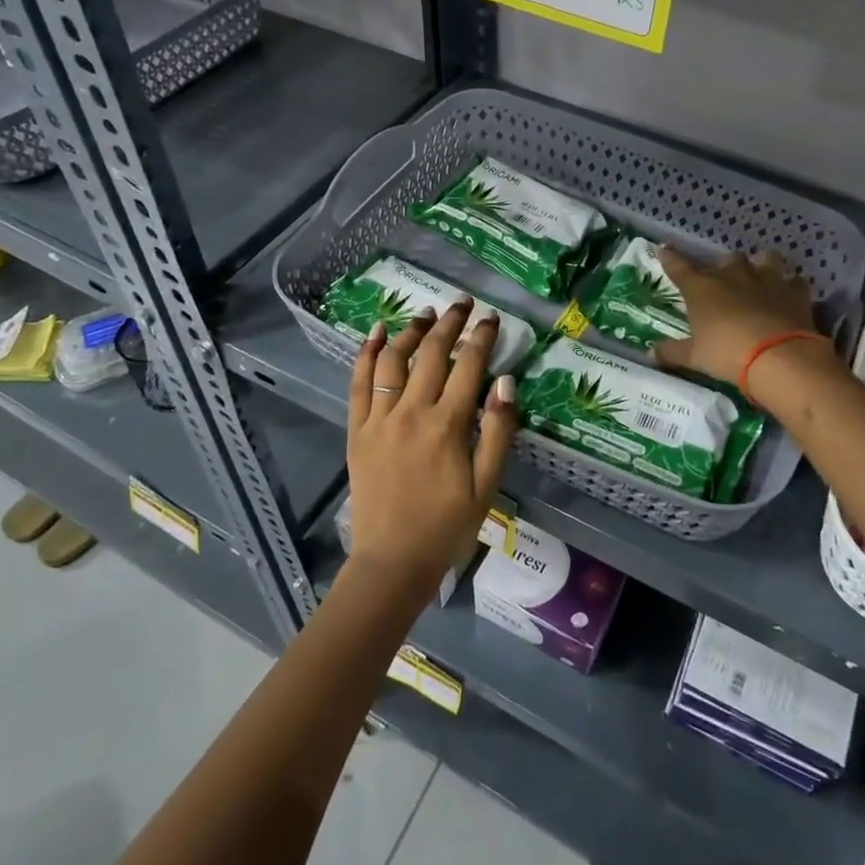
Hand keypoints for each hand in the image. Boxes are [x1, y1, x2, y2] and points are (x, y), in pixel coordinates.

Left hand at [345, 299, 518, 603]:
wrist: (392, 561)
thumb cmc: (447, 526)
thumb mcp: (487, 485)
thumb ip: (497, 431)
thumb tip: (505, 381)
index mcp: (447, 426)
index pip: (468, 366)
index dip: (481, 337)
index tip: (491, 317)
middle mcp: (412, 413)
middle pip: (432, 354)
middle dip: (450, 323)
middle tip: (462, 303)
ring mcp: (380, 419)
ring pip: (394, 361)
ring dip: (411, 331)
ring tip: (426, 313)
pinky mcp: (358, 430)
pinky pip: (359, 383)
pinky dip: (367, 354)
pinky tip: (376, 332)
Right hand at [653, 246, 828, 388]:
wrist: (779, 358)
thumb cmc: (727, 354)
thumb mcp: (695, 357)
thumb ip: (672, 352)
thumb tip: (651, 353)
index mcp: (702, 288)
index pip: (679, 266)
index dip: (670, 257)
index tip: (663, 248)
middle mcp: (733, 275)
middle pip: (726, 259)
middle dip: (723, 267)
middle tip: (723, 282)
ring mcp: (767, 279)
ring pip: (764, 258)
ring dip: (760, 265)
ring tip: (759, 277)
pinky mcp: (795, 291)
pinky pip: (793, 281)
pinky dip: (790, 286)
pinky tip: (788, 295)